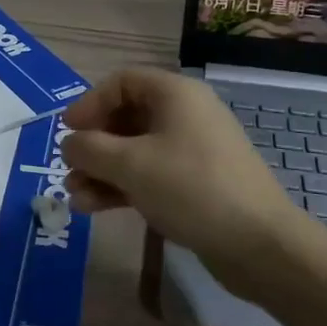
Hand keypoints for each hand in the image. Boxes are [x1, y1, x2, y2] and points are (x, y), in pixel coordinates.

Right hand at [63, 67, 321, 291]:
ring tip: (75, 198)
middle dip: (93, 145)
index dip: (89, 103)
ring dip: (101, 171)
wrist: (258, 243)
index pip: (122, 82)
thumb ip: (90, 149)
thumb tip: (70, 143)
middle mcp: (185, 115)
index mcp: (175, 95)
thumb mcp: (130, 164)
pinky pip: (149, 175)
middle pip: (126, 118)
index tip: (67, 131)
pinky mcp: (195, 184)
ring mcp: (191, 151)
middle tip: (69, 169)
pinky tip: (94, 208)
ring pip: (134, 151)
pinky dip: (121, 187)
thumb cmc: (190, 188)